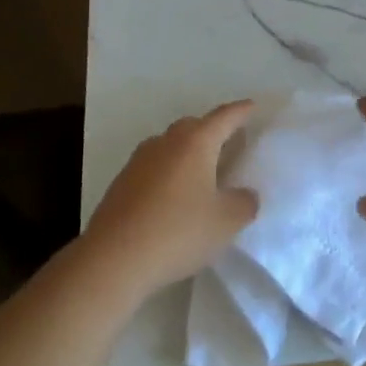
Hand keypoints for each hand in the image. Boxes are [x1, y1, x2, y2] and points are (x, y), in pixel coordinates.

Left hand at [83, 101, 258, 294]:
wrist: (112, 259)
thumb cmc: (178, 232)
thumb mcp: (226, 222)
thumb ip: (244, 202)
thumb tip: (244, 194)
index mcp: (195, 142)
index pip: (224, 117)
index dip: (241, 111)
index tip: (252, 106)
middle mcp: (166, 142)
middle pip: (194, 126)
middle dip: (213, 130)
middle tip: (231, 143)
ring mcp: (139, 161)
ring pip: (171, 146)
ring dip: (188, 153)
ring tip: (203, 172)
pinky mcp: (122, 183)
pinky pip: (155, 167)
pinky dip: (170, 173)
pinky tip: (175, 197)